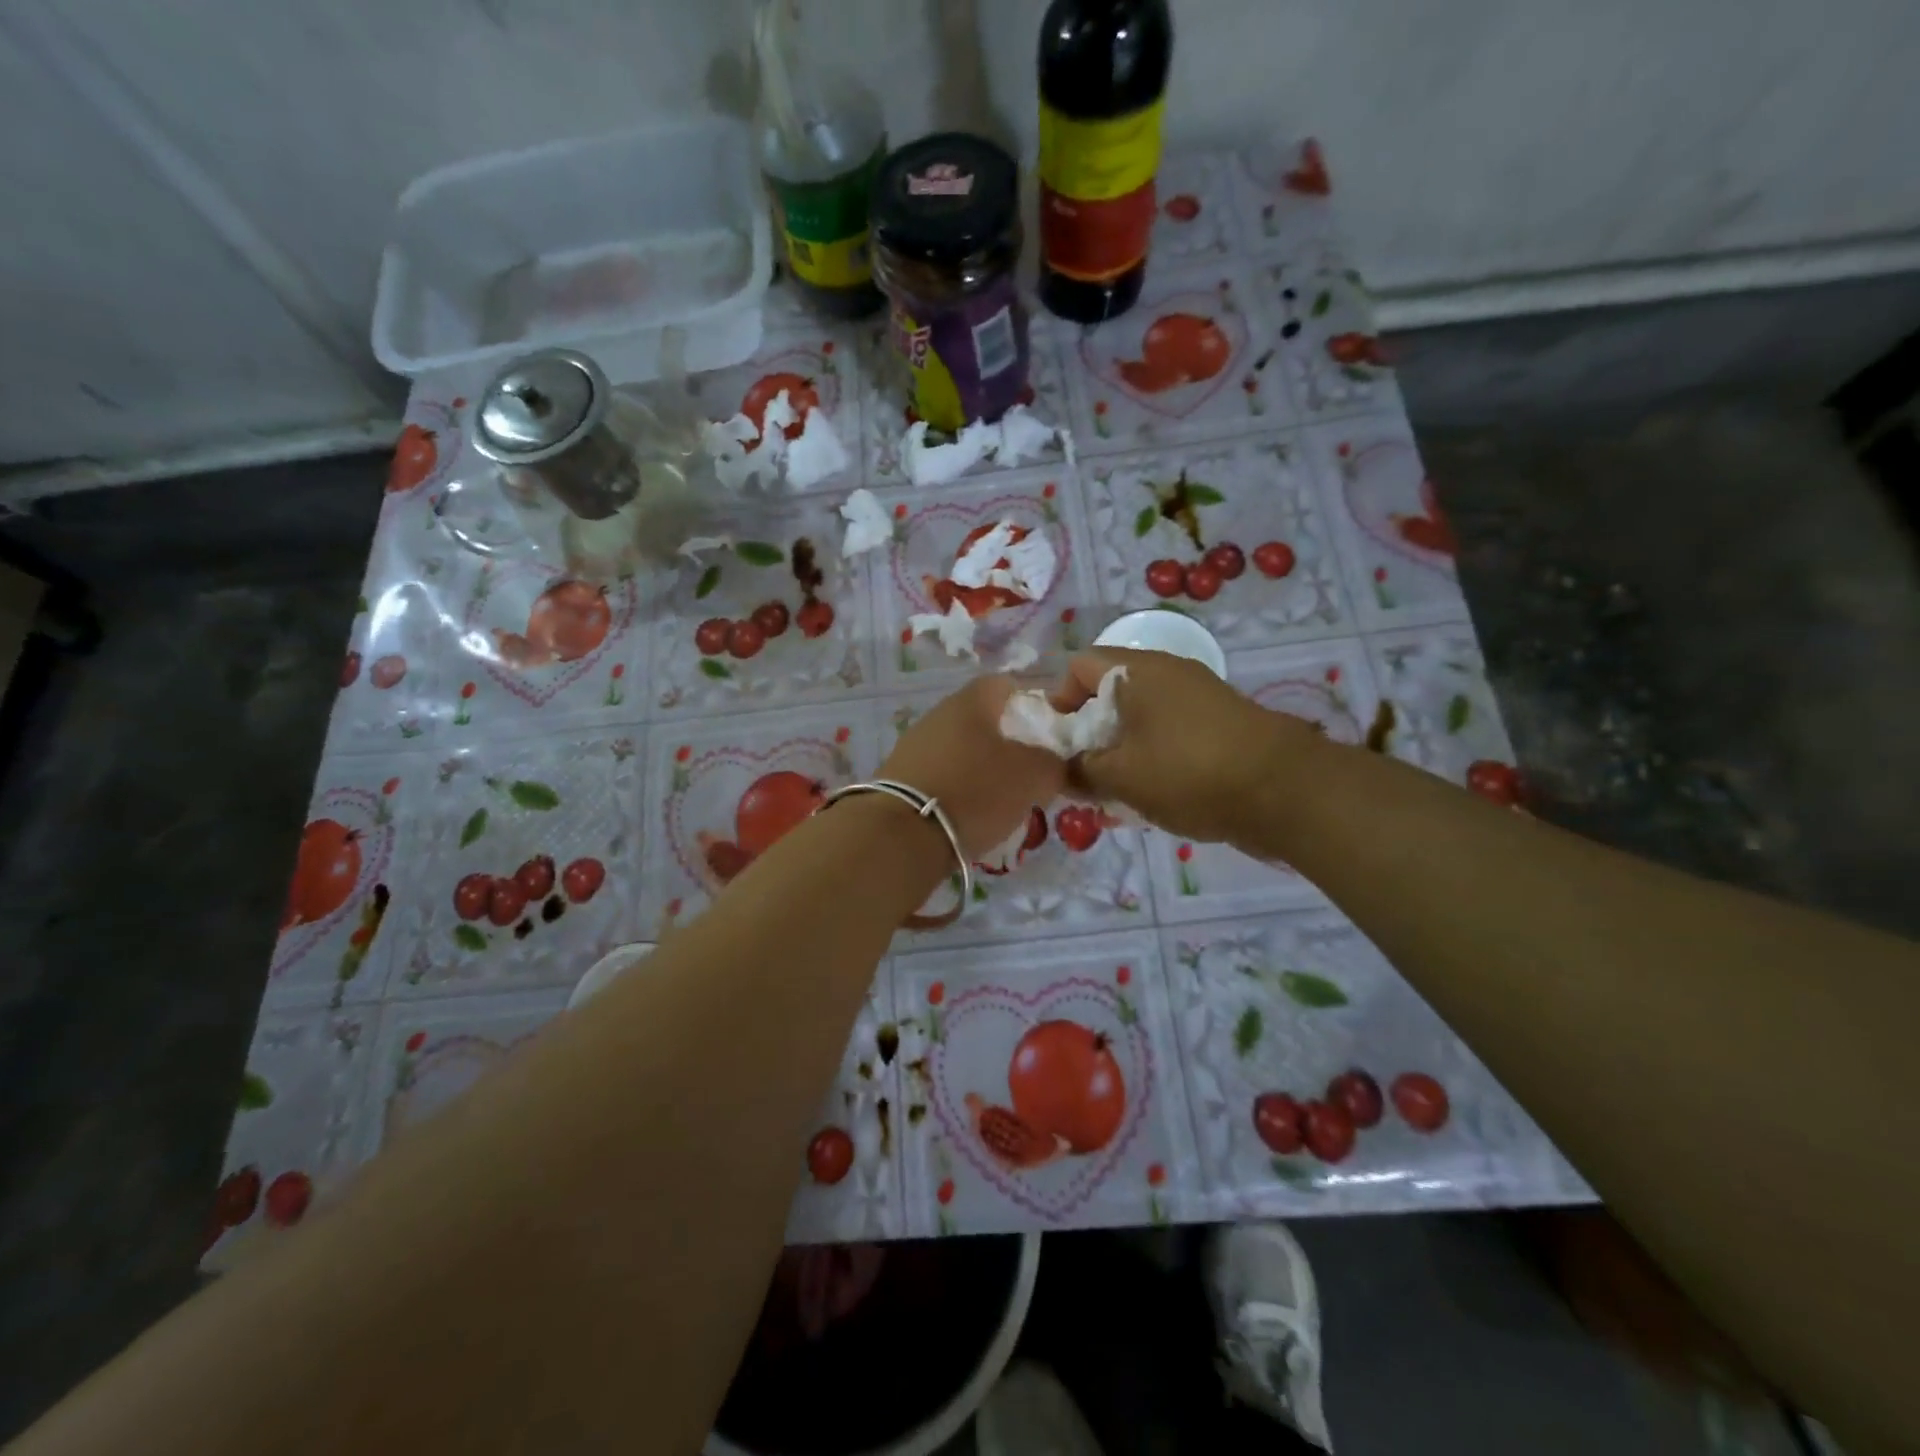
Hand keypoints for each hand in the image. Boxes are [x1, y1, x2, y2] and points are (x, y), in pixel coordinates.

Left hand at [878, 674, 1068, 858]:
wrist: (902, 834)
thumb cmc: (975, 790)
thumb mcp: (1032, 776)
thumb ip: (1053, 763)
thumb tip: (1053, 763)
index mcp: (970, 702)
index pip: (1004, 684)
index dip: (1031, 702)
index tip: (1049, 730)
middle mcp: (937, 716)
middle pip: (981, 720)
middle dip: (1008, 741)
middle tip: (1031, 770)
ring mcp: (913, 748)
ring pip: (960, 751)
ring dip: (982, 769)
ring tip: (1003, 800)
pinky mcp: (899, 780)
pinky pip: (940, 777)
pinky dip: (958, 791)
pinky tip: (969, 816)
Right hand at [1055, 648, 1325, 844]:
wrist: (1285, 790)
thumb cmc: (1189, 773)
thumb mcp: (1121, 777)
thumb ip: (1080, 770)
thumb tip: (1062, 770)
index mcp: (1138, 671)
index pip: (1079, 666)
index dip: (1058, 700)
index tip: (1059, 741)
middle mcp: (1168, 672)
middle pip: (1110, 691)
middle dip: (1089, 732)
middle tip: (1083, 773)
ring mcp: (1198, 695)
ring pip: (1140, 716)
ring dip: (1120, 749)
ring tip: (1115, 791)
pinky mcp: (1220, 722)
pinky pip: (1169, 731)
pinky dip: (1152, 755)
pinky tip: (1153, 793)